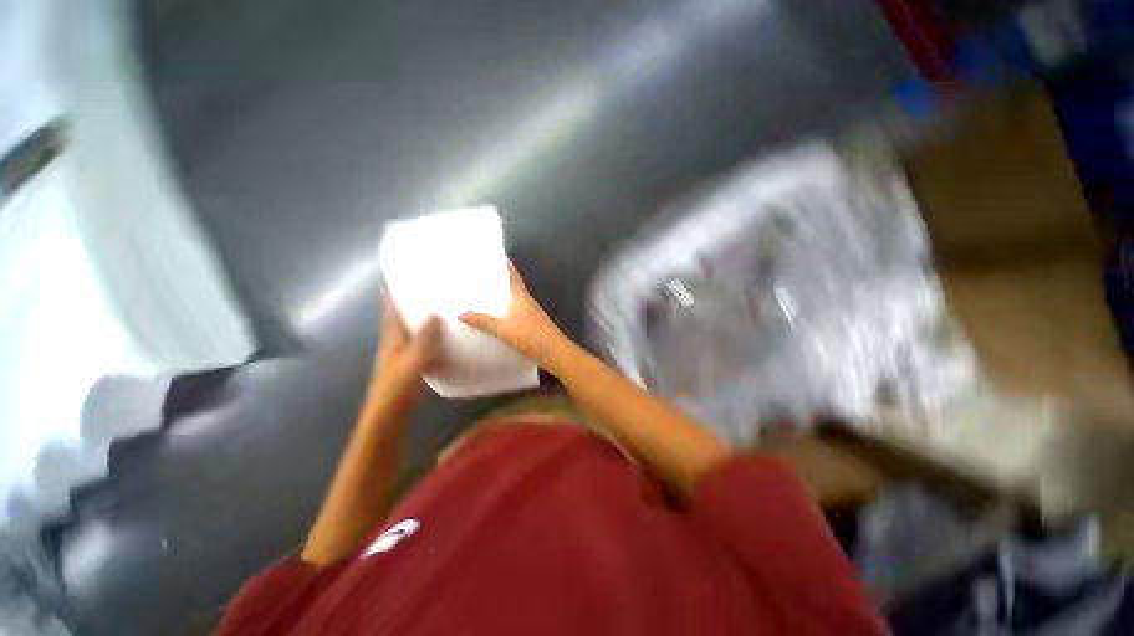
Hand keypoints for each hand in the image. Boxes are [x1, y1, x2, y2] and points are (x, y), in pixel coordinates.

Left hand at [371, 297, 442, 405]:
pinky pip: (423, 351)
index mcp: (392, 338)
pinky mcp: (410, 369)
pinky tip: (447, 347)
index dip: (391, 296)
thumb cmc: (398, 384)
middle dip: (411, 308)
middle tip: (429, 295)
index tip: (395, 280)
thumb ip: (425, 337)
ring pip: (414, 336)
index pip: (390, 312)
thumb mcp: (414, 358)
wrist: (389, 414)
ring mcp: (402, 357)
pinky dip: (433, 346)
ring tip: (443, 317)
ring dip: (424, 327)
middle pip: (402, 321)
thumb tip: (434, 314)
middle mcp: (395, 344)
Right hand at [459, 263, 566, 370]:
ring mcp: (532, 314)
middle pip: (514, 286)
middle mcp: (528, 302)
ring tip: (487, 296)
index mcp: (521, 297)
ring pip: (516, 300)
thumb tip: (461, 314)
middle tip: (485, 277)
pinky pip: (517, 313)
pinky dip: (508, 311)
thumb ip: (483, 321)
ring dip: (505, 297)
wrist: (554, 352)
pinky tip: (499, 318)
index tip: (498, 256)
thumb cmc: (530, 336)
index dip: (507, 265)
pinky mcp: (533, 325)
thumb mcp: (503, 329)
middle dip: (502, 281)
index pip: (514, 276)